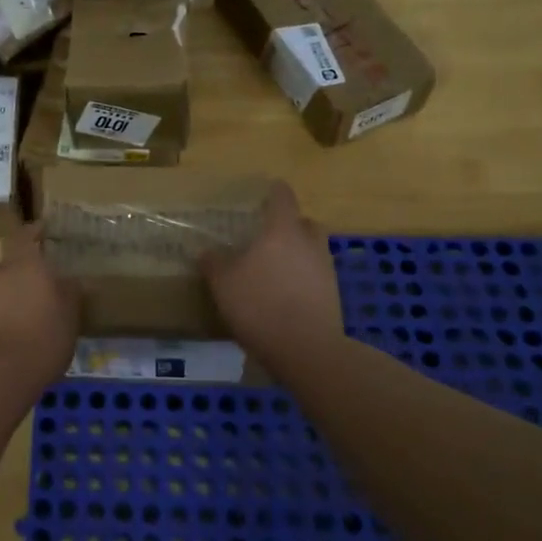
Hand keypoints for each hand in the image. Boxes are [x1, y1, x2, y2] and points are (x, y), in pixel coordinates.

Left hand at [0, 225, 79, 384]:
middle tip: (46, 285)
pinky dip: (4, 316)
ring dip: (15, 296)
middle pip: (13, 263)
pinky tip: (18, 334)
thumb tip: (70, 280)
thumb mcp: (70, 314)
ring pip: (1, 288)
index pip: (25, 235)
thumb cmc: (43, 335)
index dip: (34, 231)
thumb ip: (70, 292)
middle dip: (27, 272)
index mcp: (25, 262)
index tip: (44, 229)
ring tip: (33, 315)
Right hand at [201, 183, 341, 359]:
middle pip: (304, 223)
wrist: (305, 349)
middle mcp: (309, 243)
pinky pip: (316, 277)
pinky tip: (284, 296)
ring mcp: (326, 270)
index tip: (266, 191)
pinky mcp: (334, 296)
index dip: (274, 192)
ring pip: (312, 251)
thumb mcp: (223, 283)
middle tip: (268, 235)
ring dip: (297, 254)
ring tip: (274, 270)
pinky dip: (302, 280)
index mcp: (282, 231)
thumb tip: (207, 252)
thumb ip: (214, 263)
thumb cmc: (259, 304)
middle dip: (289, 225)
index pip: (282, 197)